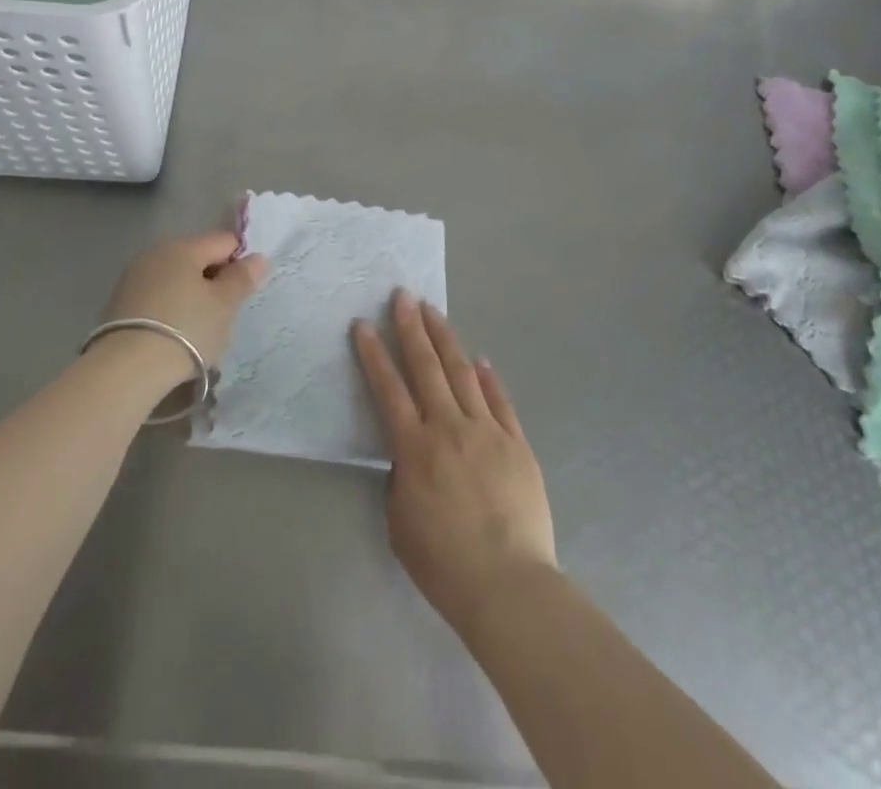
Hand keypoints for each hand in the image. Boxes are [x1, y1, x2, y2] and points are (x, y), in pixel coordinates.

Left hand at [103, 231, 265, 376]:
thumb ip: (242, 278)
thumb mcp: (224, 305)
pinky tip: (173, 335)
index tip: (243, 293)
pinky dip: (170, 309)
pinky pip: (156, 297)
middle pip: (197, 258)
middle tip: (223, 314)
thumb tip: (257, 256)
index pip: (224, 241)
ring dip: (191, 296)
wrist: (127, 369)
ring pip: (175, 278)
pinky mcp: (119, 303)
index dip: (240, 262)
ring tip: (198, 329)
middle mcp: (155, 253)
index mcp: (183, 247)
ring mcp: (133, 278)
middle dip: (214, 280)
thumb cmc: (186, 330)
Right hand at [353, 292, 557, 635]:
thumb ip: (401, 477)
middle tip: (403, 296)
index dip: (373, 354)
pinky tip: (480, 359)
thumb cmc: (444, 562)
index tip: (363, 324)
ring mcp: (486, 431)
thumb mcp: (400, 521)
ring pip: (463, 373)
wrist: (508, 584)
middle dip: (411, 328)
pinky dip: (488, 376)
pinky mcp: (516, 442)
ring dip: (446, 339)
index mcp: (415, 447)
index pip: (388, 389)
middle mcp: (448, 427)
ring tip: (434, 312)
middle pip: (427, 367)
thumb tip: (410, 453)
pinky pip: (499, 400)